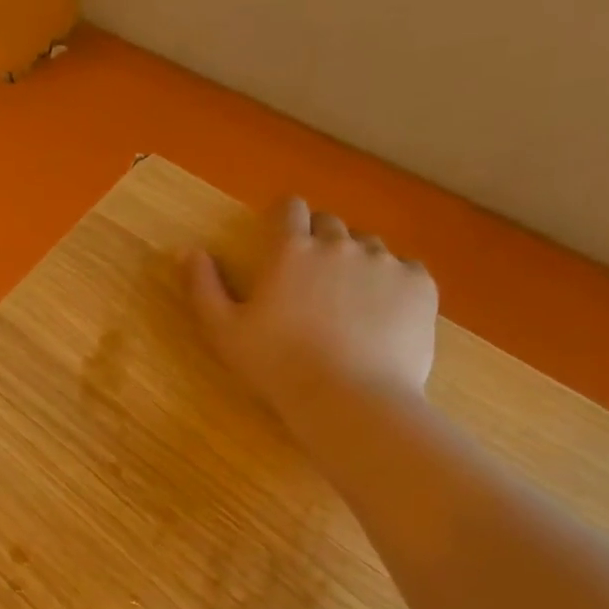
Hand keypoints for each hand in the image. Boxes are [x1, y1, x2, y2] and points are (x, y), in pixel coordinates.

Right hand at [186, 198, 437, 436]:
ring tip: (348, 302)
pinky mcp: (420, 284)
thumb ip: (202, 286)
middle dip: (318, 241)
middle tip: (310, 281)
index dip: (284, 218)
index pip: (289, 208)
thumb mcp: (223, 331)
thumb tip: (188, 250)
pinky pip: (405, 268)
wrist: (350, 400)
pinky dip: (392, 283)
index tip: (281, 239)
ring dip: (355, 261)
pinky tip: (381, 315)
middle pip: (330, 223)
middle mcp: (339, 244)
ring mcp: (384, 261)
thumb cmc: (276, 365)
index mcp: (290, 251)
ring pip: (368, 245)